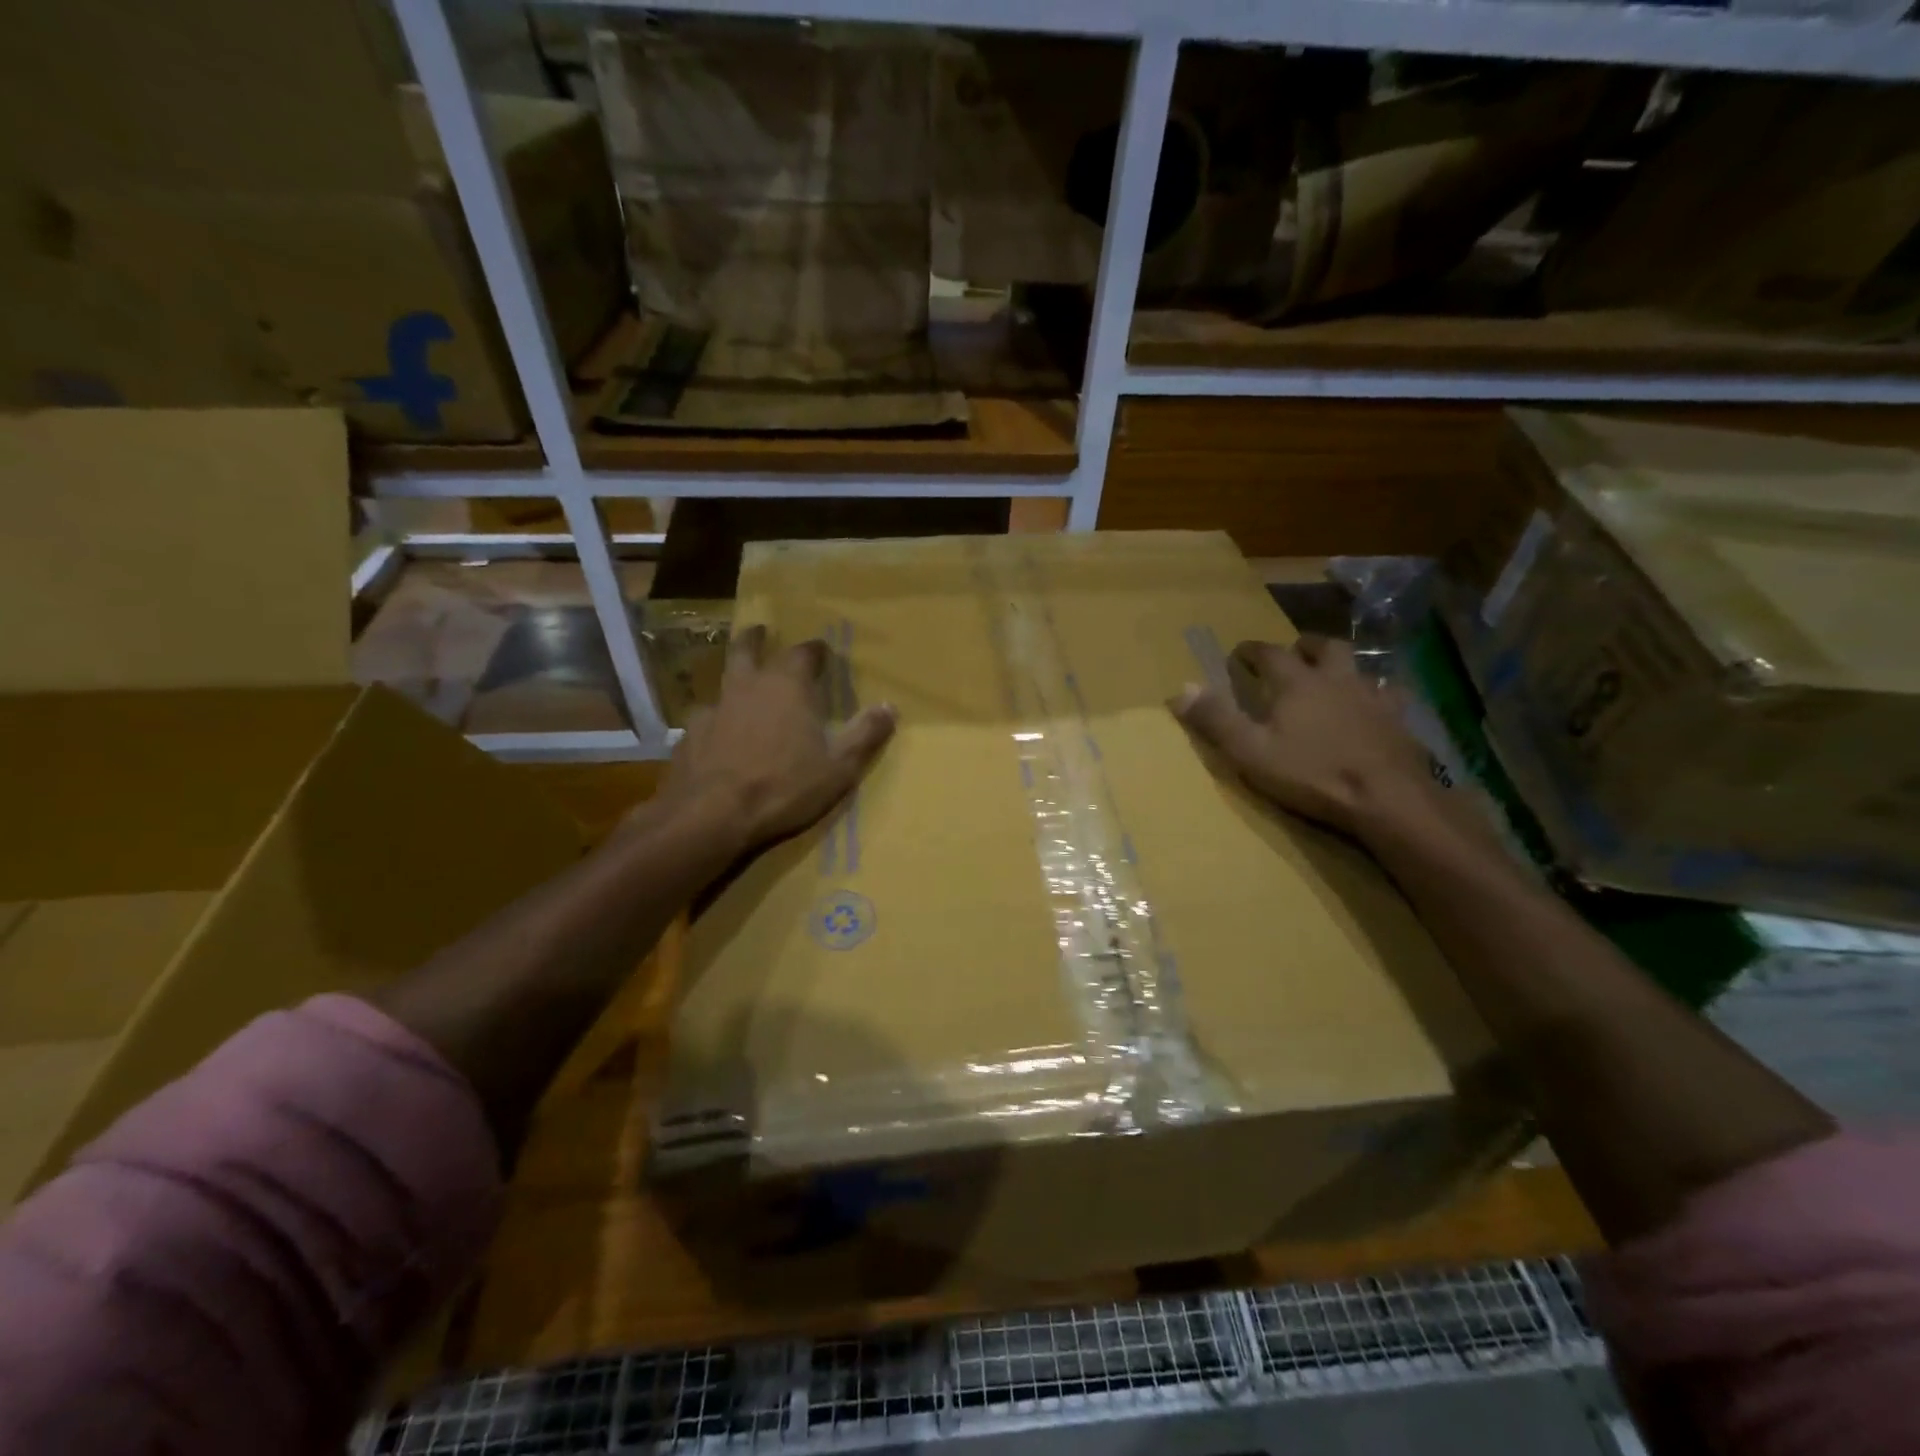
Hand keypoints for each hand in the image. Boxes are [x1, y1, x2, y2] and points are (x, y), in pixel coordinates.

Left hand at [661, 625, 895, 850]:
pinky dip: (716, 721)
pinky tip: (718, 737)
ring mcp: (714, 709)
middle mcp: (747, 686)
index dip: (815, 650)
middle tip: (759, 631)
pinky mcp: (689, 735)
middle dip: (756, 639)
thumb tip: (891, 707)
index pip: (804, 652)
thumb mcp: (839, 767)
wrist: (712, 815)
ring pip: (723, 682)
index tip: (822, 651)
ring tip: (740, 690)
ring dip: (734, 680)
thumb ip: (865, 734)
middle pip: (747, 649)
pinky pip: (706, 719)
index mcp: (787, 686)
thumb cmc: (784, 786)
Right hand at [1170, 636, 1434, 837]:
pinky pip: (1390, 694)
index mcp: (1296, 683)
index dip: (1251, 651)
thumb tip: (1181, 689)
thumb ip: (1216, 719)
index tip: (1239, 655)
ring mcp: (1373, 697)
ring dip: (1342, 666)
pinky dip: (1378, 693)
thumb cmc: (1311, 773)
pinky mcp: (1399, 719)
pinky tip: (1375, 706)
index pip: (1269, 653)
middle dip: (1304, 646)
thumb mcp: (1250, 751)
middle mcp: (1336, 679)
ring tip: (1333, 678)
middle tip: (1293, 654)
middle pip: (1323, 647)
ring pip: (1359, 666)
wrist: (1386, 798)